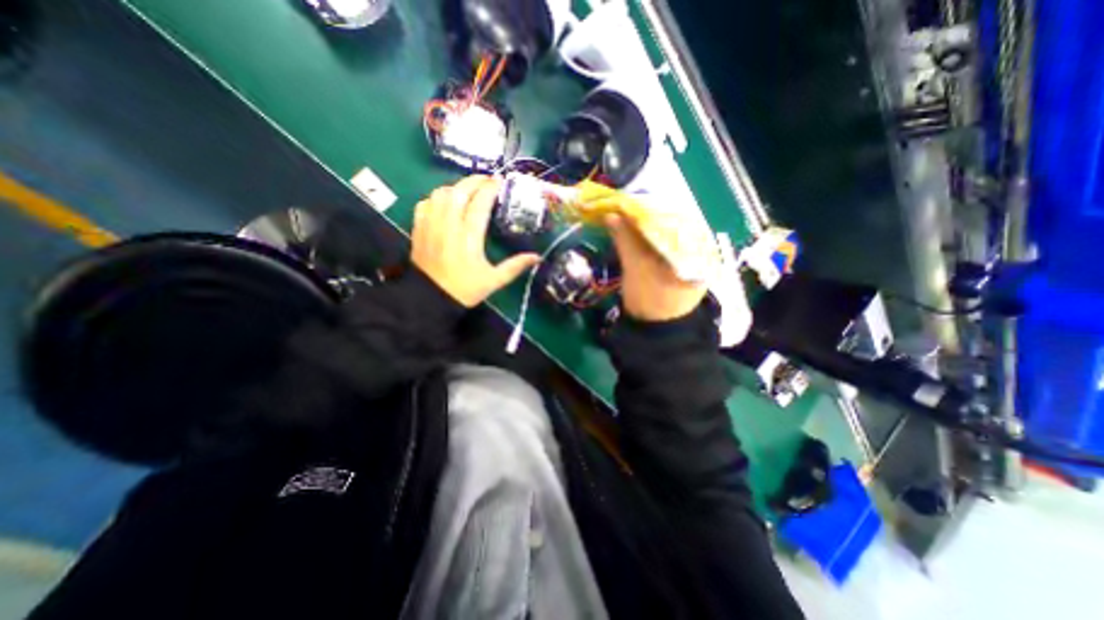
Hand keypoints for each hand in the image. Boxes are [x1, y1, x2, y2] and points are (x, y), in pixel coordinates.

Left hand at [408, 176, 540, 307]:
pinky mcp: (419, 228)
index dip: (490, 189)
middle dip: (474, 181)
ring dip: (456, 187)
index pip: (479, 204)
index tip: (500, 182)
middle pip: (459, 192)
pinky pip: (426, 203)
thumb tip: (537, 257)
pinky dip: (437, 197)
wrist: (431, 298)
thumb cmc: (465, 289)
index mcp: (469, 238)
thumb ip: (515, 266)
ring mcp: (431, 225)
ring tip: (468, 190)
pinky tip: (446, 203)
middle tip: (487, 180)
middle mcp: (449, 226)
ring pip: (441, 193)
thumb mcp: (494, 281)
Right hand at [602, 212, 707, 322]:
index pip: (676, 215)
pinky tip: (635, 232)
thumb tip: (611, 213)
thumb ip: (626, 239)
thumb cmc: (651, 300)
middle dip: (647, 215)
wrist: (656, 332)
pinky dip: (649, 238)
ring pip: (667, 233)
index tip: (630, 201)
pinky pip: (665, 244)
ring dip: (647, 225)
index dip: (651, 206)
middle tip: (625, 207)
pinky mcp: (680, 265)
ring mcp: (691, 257)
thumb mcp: (637, 267)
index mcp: (698, 247)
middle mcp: (700, 248)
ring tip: (627, 216)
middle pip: (672, 223)